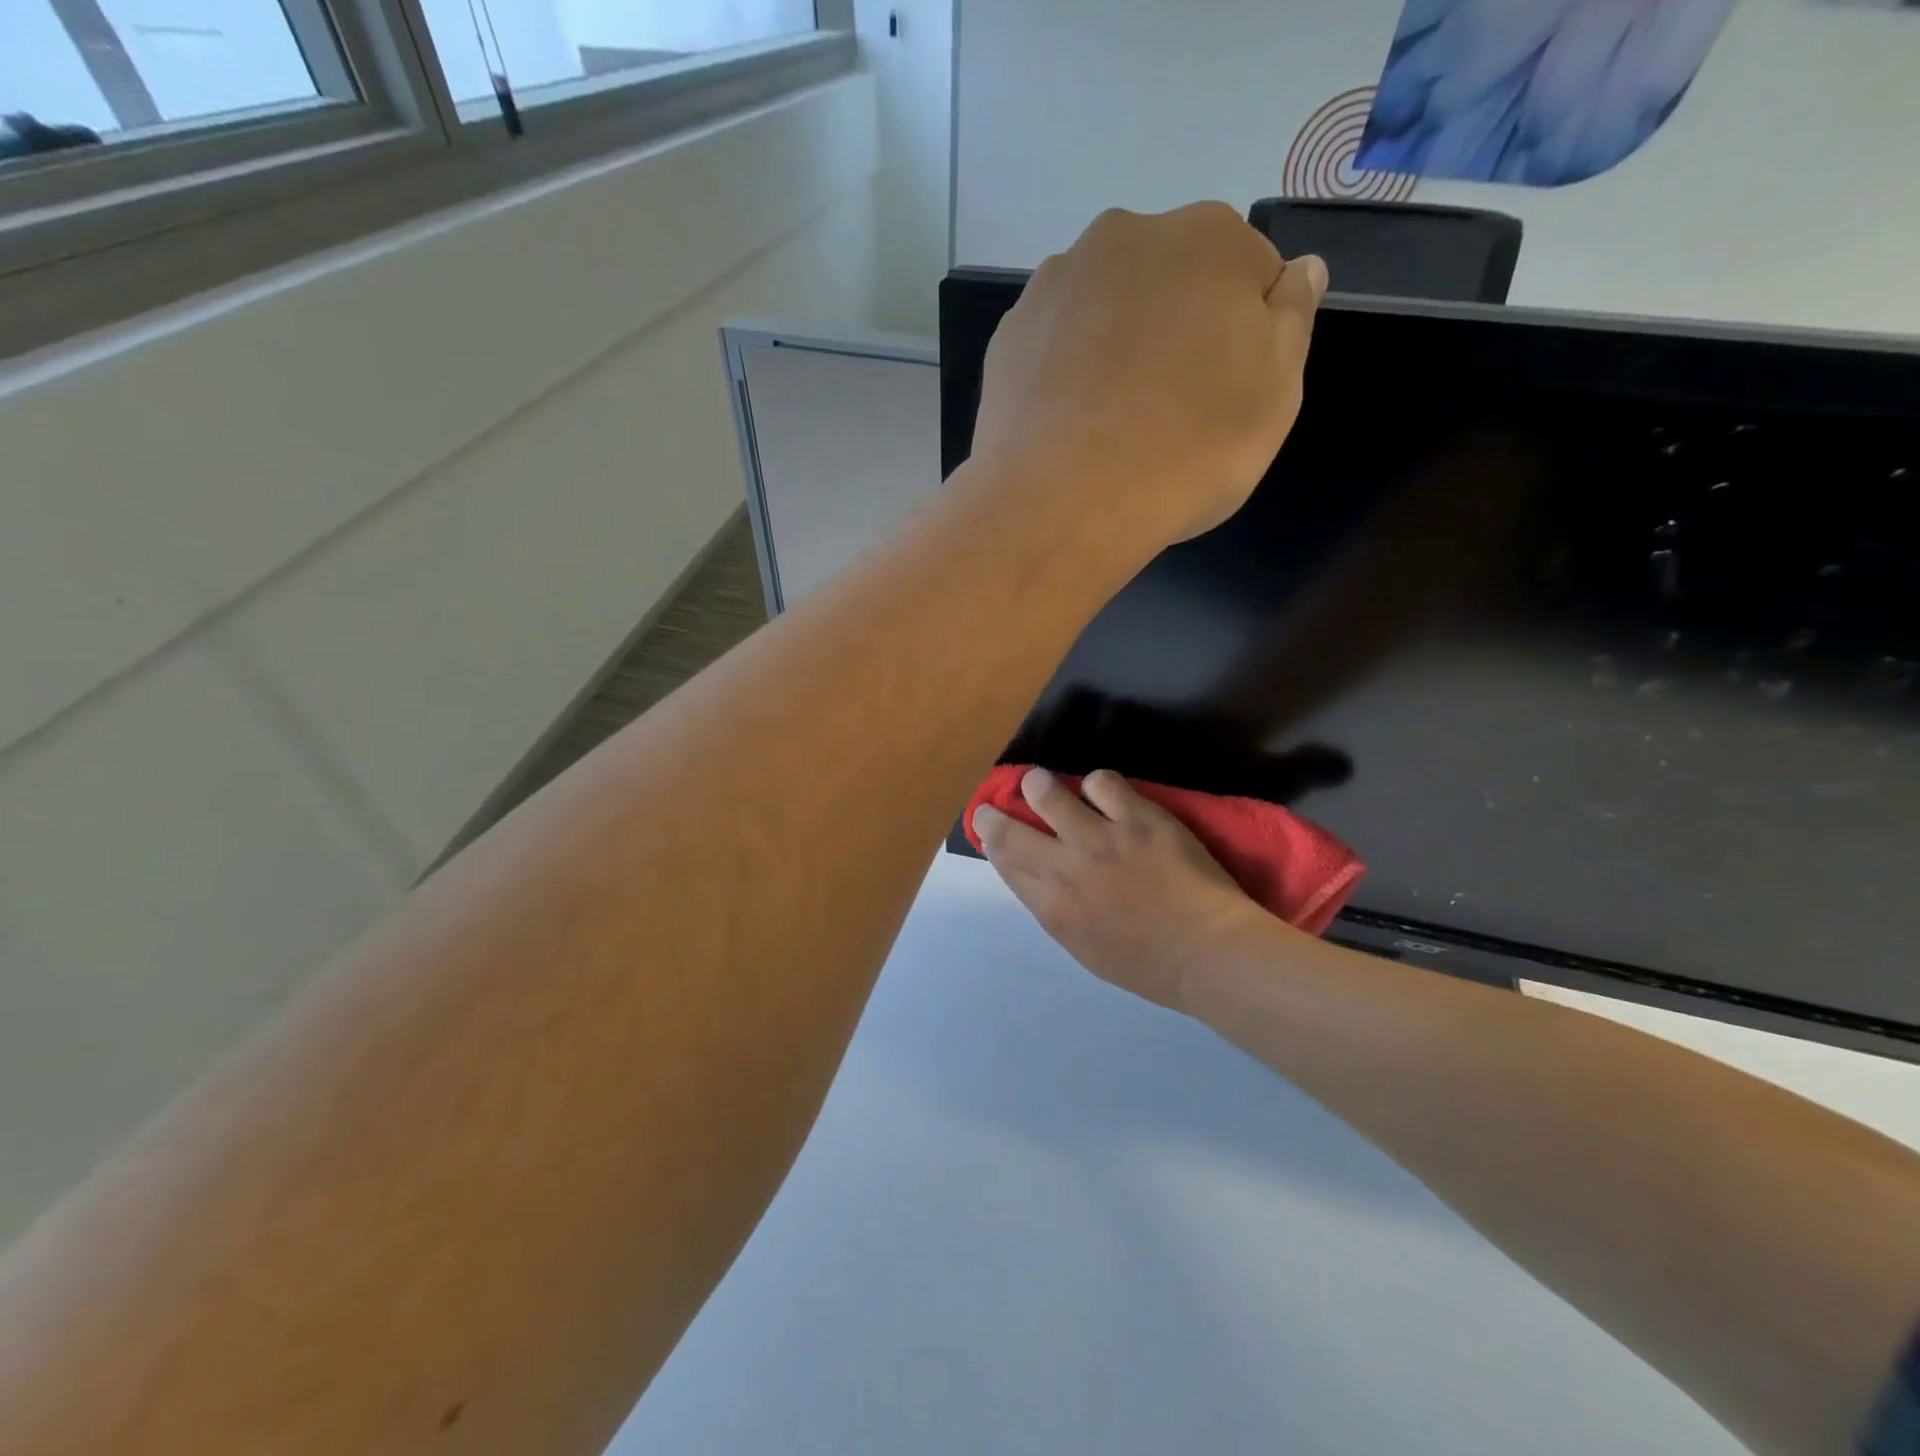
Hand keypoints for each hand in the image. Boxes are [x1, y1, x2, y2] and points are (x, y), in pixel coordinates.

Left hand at [969, 203, 1326, 549]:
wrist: (1063, 501)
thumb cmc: (1187, 449)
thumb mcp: (1276, 392)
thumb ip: (1292, 319)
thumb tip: (1298, 270)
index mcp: (1208, 236)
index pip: (1249, 274)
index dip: (1245, 335)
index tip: (1230, 390)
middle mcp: (1125, 236)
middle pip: (1170, 281)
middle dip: (1178, 329)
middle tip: (1171, 408)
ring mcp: (1055, 284)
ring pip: (1107, 309)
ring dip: (1118, 345)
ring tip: (1113, 420)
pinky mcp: (1008, 336)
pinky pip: (1056, 344)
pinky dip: (1067, 371)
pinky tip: (1070, 422)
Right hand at [972, 768, 1279, 1012]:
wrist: (1208, 952)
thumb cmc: (1148, 965)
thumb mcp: (1084, 947)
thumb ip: (1056, 908)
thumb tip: (1038, 876)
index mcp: (1051, 907)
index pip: (1005, 862)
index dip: (991, 841)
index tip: (989, 830)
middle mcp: (1065, 868)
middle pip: (1010, 830)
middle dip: (993, 814)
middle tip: (994, 805)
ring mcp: (1100, 838)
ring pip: (1047, 793)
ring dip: (1038, 786)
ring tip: (1041, 784)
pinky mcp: (1136, 817)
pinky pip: (1101, 782)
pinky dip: (1097, 785)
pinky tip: (1105, 794)